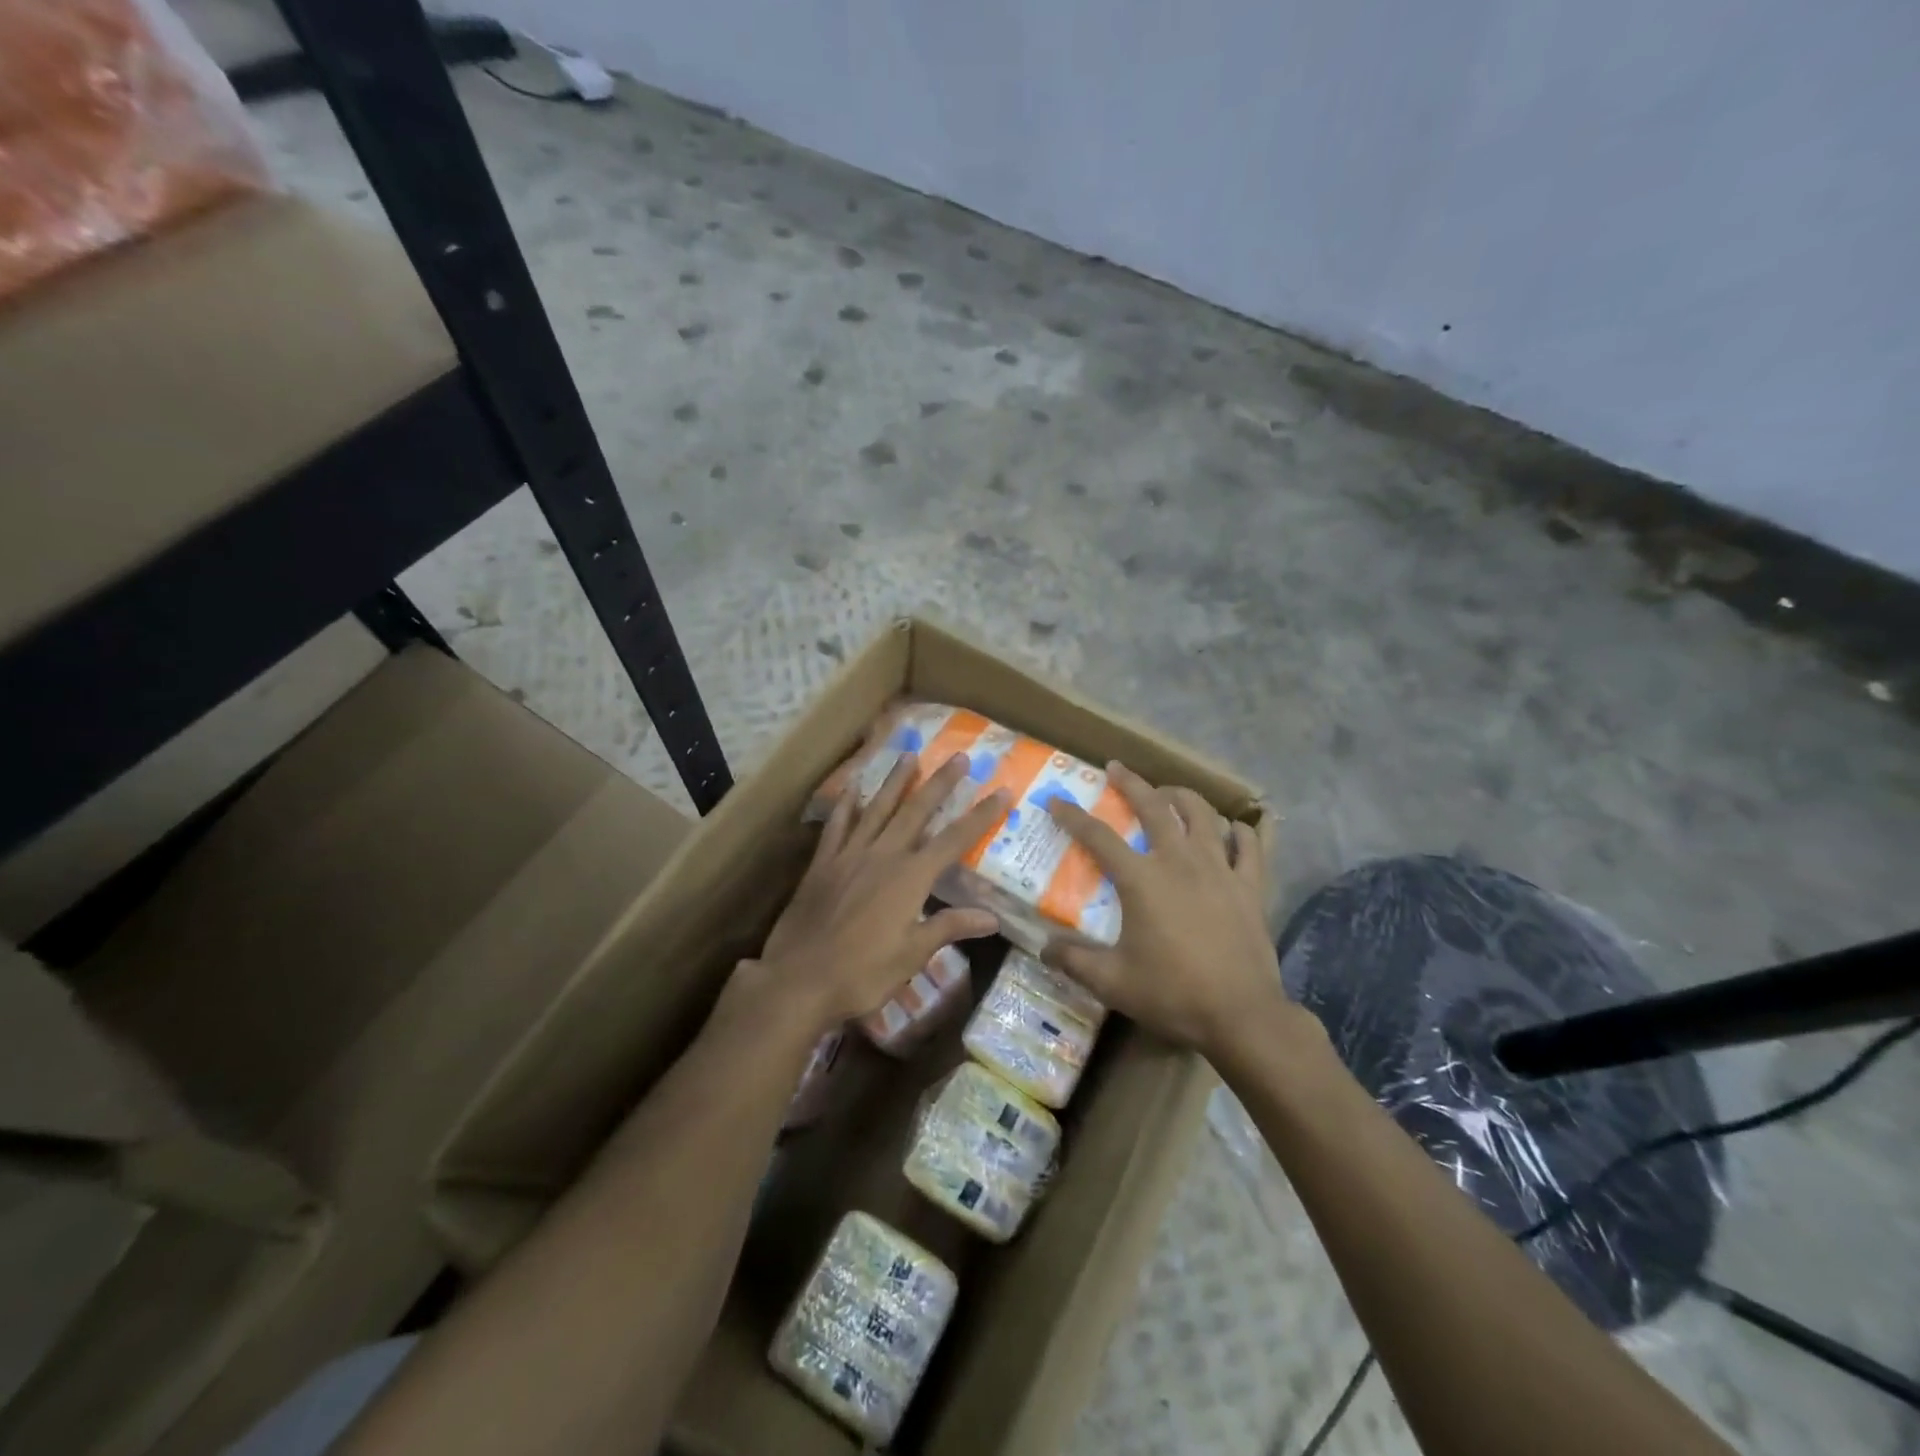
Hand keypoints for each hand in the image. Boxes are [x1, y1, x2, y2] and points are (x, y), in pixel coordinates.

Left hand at [754, 752, 1008, 1031]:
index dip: (981, 815)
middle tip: (959, 757)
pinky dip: (846, 804)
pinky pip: (837, 825)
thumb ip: (949, 927)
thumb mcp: (912, 955)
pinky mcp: (822, 863)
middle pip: (917, 811)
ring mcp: (849, 855)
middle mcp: (883, 855)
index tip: (1002, 791)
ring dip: (896, 782)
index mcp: (910, 878)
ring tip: (909, 755)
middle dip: (940, 783)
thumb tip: (991, 917)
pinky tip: (852, 788)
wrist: (798, 979)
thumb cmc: (862, 973)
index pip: (955, 840)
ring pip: (877, 809)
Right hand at [1044, 763, 1296, 1057]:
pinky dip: (1241, 831)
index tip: (1056, 801)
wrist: (1242, 1015)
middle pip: (1154, 807)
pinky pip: (1250, 845)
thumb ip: (1073, 961)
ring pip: (1202, 814)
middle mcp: (1179, 861)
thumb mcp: (1112, 982)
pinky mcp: (1250, 885)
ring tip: (1169, 793)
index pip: (1098, 836)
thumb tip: (1043, 949)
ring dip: (1182, 796)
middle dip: (1131, 783)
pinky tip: (1234, 829)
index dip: (1072, 816)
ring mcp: (1220, 869)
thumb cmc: (1173, 994)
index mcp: (1142, 879)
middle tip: (1116, 768)